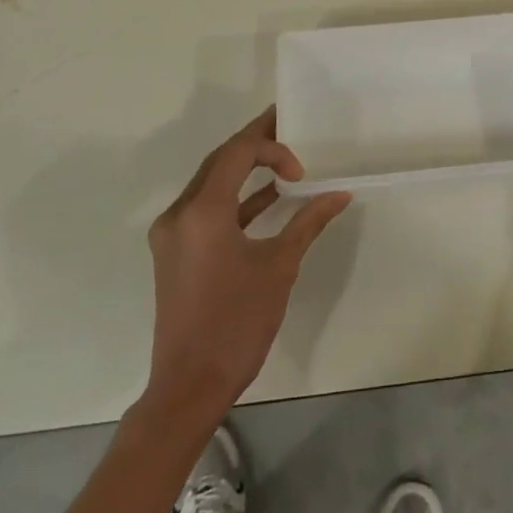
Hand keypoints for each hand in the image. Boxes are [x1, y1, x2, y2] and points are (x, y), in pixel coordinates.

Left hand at [142, 109, 350, 427]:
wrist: (190, 387)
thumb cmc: (237, 322)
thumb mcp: (280, 267)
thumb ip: (308, 222)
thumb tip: (340, 195)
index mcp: (202, 211)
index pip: (237, 153)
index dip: (272, 147)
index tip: (302, 171)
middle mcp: (179, 214)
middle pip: (219, 161)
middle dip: (255, 144)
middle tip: (288, 126)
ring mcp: (172, 234)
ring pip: (211, 183)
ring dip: (245, 170)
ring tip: (282, 157)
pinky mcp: (175, 252)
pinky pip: (206, 209)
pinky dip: (236, 199)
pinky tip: (268, 199)